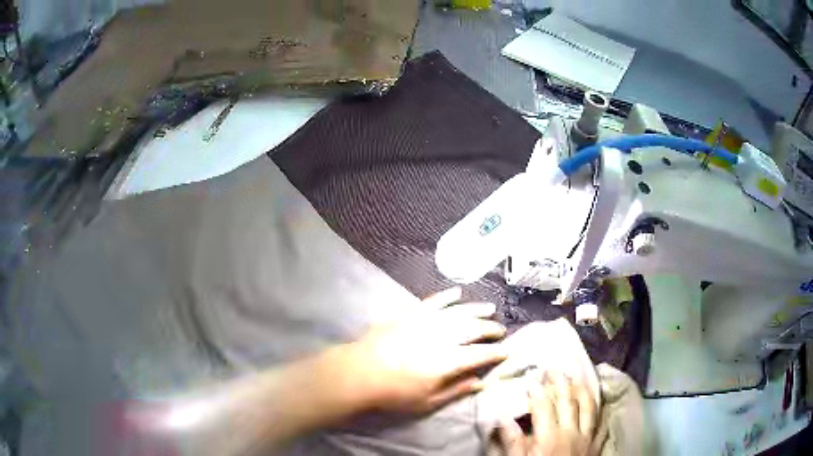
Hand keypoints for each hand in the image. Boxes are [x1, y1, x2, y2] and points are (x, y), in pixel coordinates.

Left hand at [342, 287, 507, 413]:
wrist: (359, 372)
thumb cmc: (394, 392)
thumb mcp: (428, 401)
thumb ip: (456, 390)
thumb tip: (481, 382)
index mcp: (448, 360)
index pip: (481, 354)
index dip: (497, 352)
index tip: (508, 350)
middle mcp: (442, 336)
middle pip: (474, 329)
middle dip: (491, 329)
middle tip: (501, 331)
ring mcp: (425, 321)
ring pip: (459, 311)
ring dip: (477, 309)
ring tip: (490, 309)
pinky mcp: (410, 313)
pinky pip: (434, 301)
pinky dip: (447, 296)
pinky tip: (458, 292)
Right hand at [496, 373, 597, 455]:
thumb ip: (513, 443)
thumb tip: (504, 418)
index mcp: (550, 437)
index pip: (543, 407)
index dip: (537, 391)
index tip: (531, 377)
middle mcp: (572, 432)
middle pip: (567, 401)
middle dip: (561, 382)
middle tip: (556, 366)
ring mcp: (588, 437)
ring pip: (588, 406)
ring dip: (582, 389)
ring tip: (577, 375)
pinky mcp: (597, 444)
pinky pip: (601, 421)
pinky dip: (599, 408)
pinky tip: (598, 400)